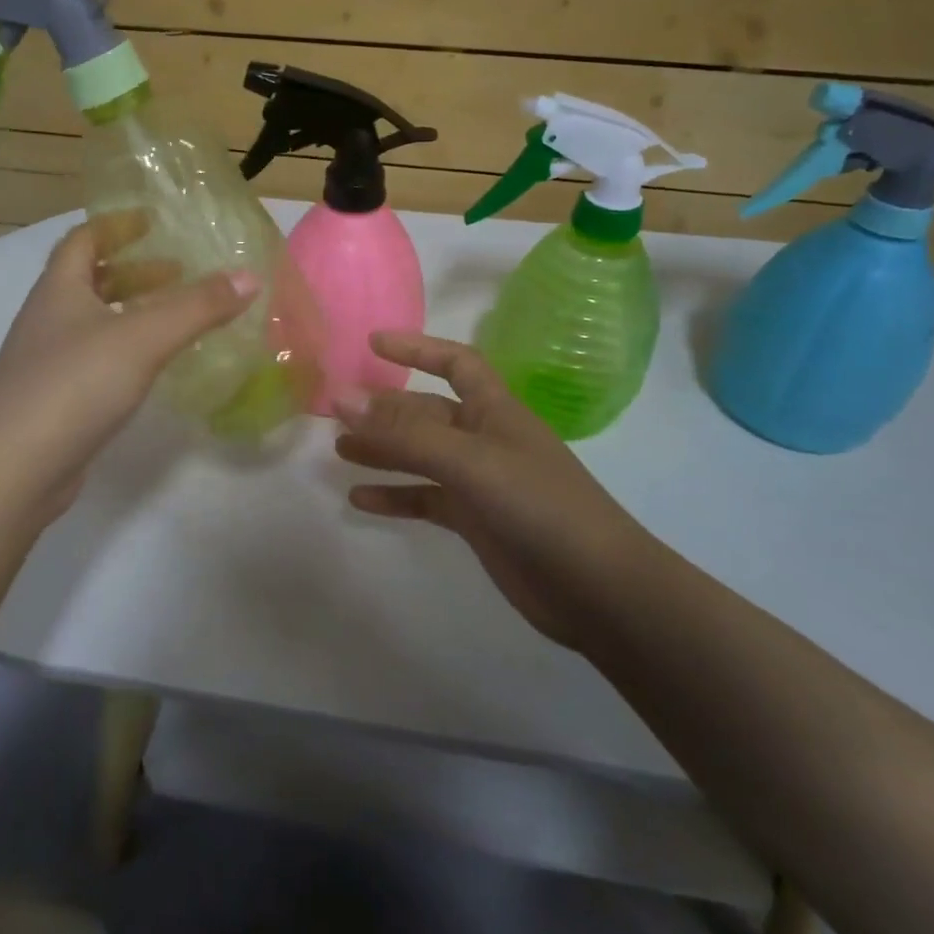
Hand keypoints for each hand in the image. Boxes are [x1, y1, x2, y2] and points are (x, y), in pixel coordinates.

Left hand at [0, 214, 256, 523]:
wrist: (12, 470)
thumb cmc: (74, 386)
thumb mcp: (142, 338)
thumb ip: (197, 307)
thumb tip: (250, 276)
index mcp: (59, 290)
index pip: (83, 240)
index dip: (116, 225)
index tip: (153, 221)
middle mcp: (48, 319)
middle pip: (90, 280)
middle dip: (134, 271)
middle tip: (179, 271)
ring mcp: (48, 363)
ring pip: (94, 322)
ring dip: (131, 311)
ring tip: (175, 316)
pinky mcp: (56, 401)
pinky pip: (96, 359)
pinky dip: (126, 350)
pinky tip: (152, 366)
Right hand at [333, 331, 646, 647]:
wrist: (597, 589)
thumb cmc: (539, 506)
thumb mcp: (470, 461)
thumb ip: (405, 433)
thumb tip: (342, 398)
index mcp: (495, 411)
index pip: (456, 363)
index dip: (418, 348)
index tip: (373, 343)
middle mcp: (486, 439)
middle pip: (428, 413)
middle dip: (386, 409)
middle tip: (335, 412)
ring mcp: (481, 482)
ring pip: (422, 457)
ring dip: (384, 451)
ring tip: (339, 450)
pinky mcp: (476, 522)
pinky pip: (426, 500)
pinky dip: (396, 496)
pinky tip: (360, 500)